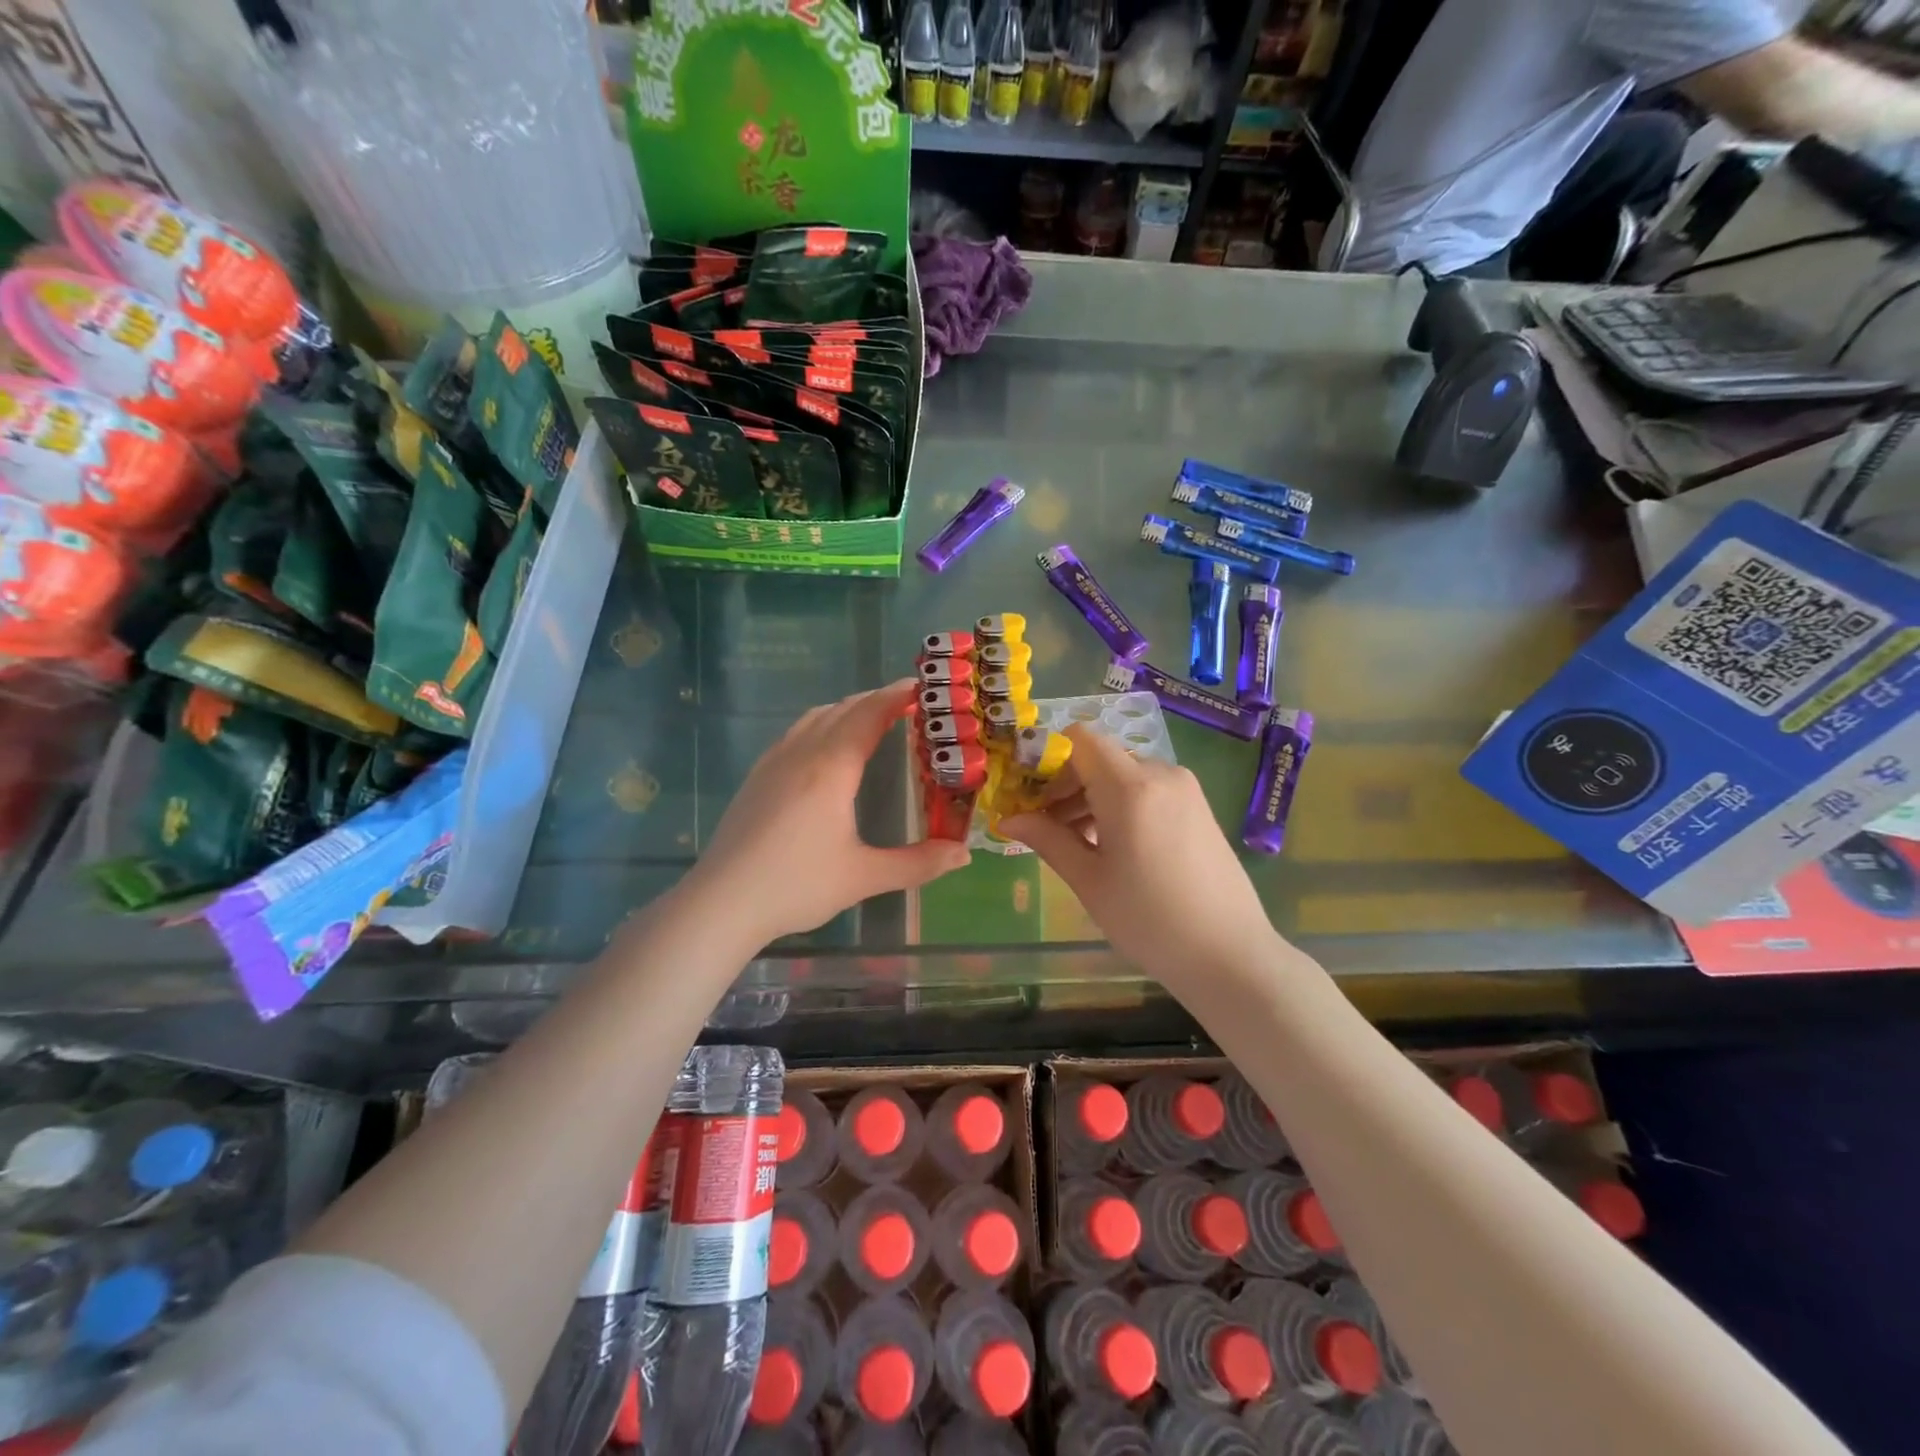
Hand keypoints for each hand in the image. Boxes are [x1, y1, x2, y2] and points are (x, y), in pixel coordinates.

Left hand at [685, 680, 970, 946]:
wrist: (722, 902)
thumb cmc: (797, 886)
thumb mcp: (864, 877)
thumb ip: (918, 864)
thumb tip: (964, 855)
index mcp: (831, 768)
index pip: (869, 715)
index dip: (896, 697)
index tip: (922, 688)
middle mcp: (801, 754)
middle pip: (842, 709)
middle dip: (875, 700)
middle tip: (906, 705)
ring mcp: (773, 763)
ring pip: (814, 718)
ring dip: (846, 709)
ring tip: (870, 719)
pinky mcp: (756, 778)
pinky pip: (794, 734)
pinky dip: (820, 724)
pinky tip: (823, 748)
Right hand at [1001, 726, 1281, 986]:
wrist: (1230, 955)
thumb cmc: (1149, 919)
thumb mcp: (1089, 880)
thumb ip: (1047, 839)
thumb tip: (1007, 819)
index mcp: (1130, 787)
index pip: (1080, 739)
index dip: (1049, 759)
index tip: (1030, 795)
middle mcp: (1161, 774)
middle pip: (1100, 758)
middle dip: (1066, 784)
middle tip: (1044, 826)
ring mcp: (1185, 789)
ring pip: (1124, 775)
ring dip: (1092, 797)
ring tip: (1075, 843)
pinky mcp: (1198, 807)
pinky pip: (1148, 790)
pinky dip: (1121, 805)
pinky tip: (1112, 847)